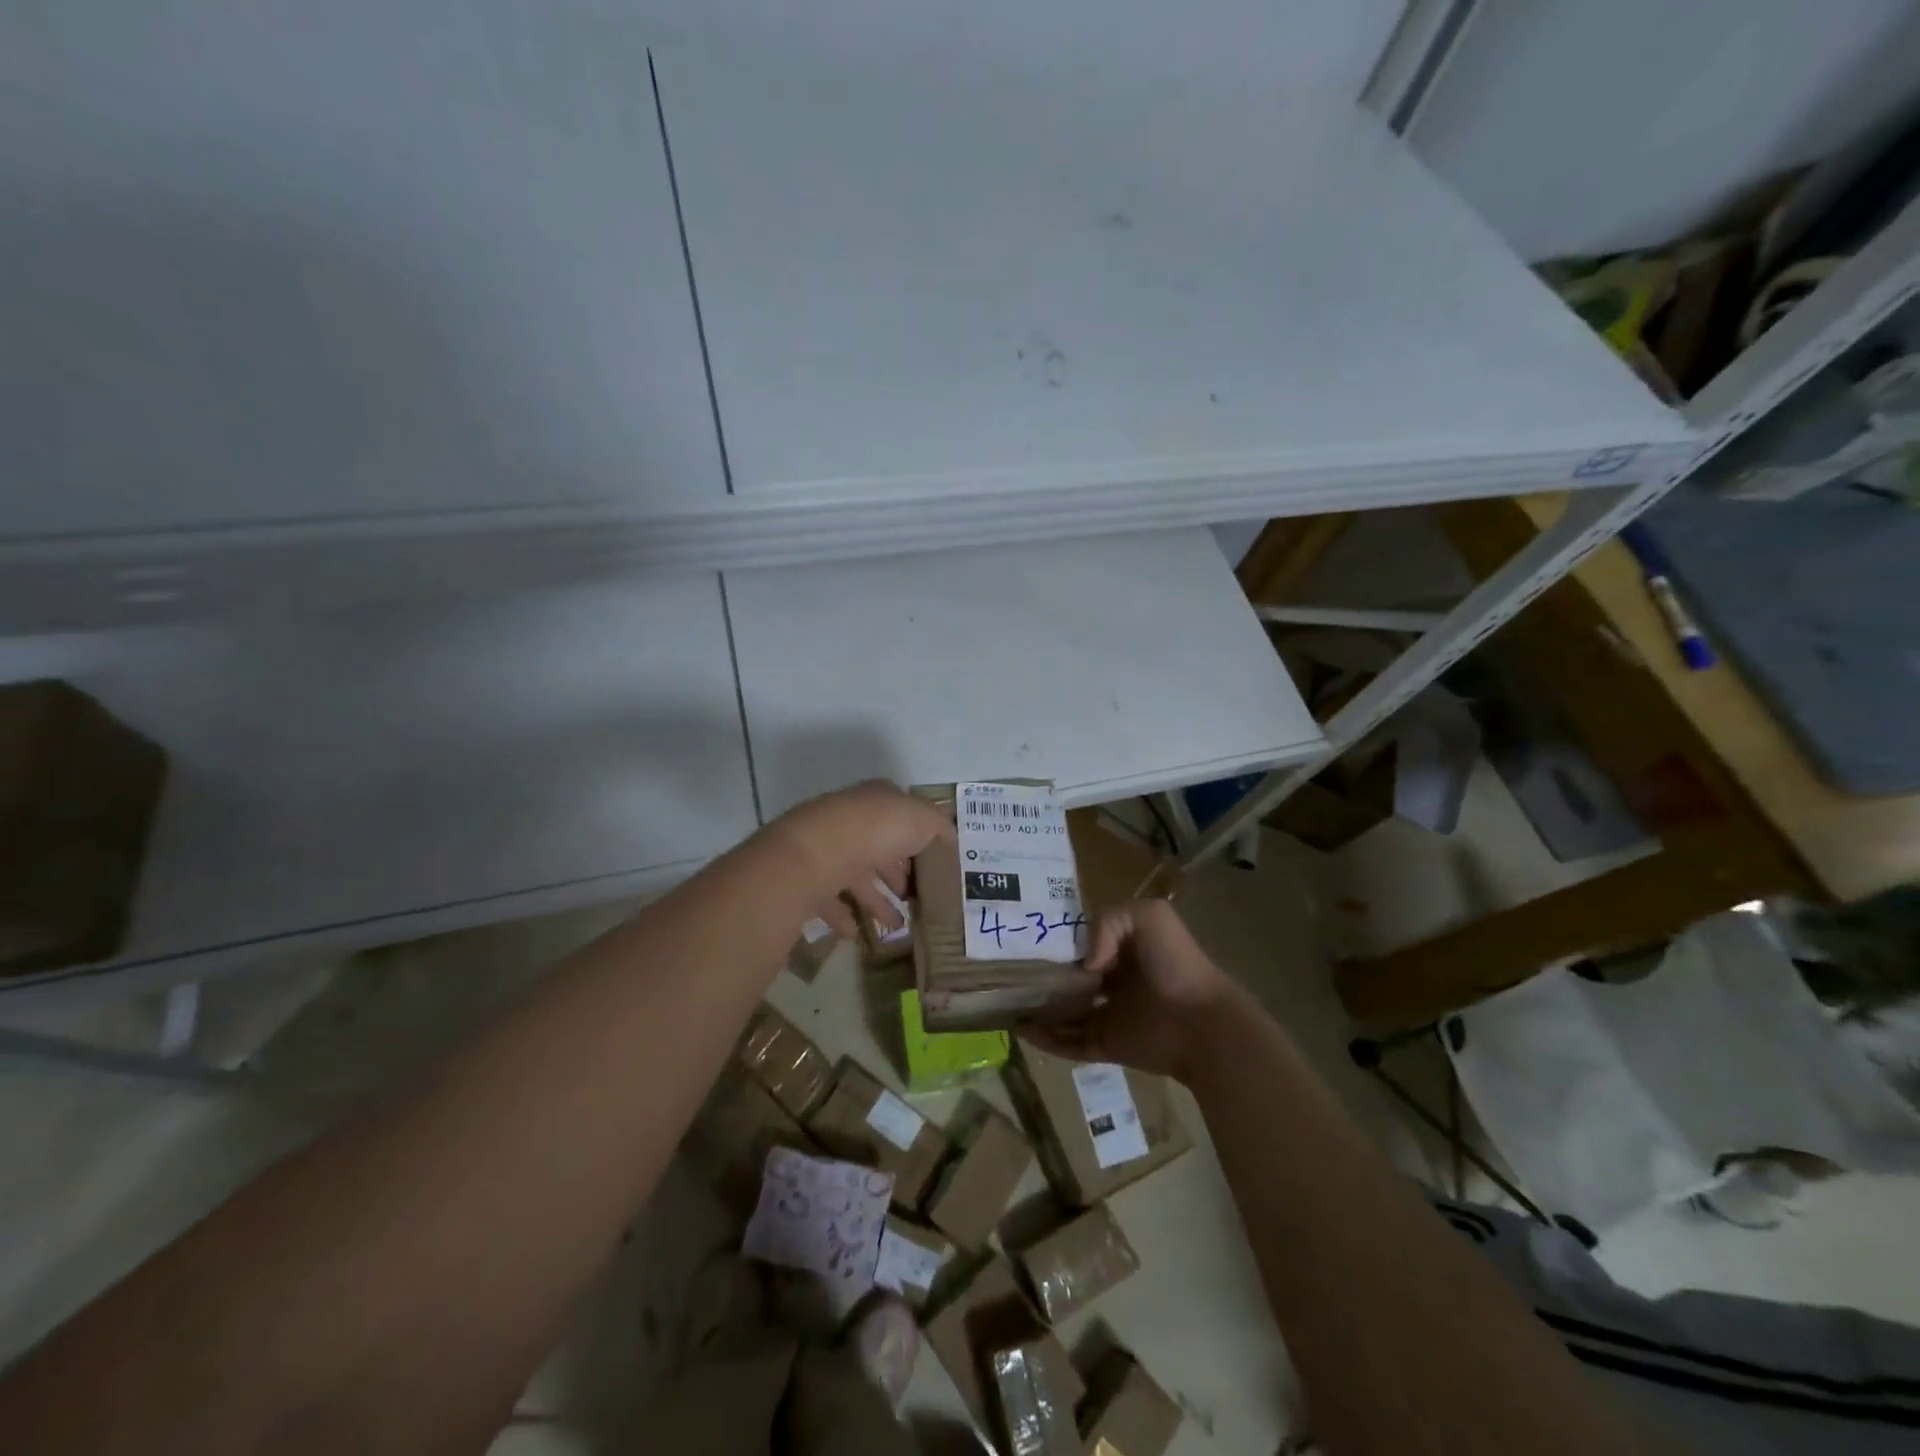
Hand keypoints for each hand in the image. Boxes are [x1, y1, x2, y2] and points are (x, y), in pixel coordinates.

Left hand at [768, 780, 952, 940]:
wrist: (823, 850)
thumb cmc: (879, 829)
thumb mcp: (924, 820)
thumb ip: (940, 827)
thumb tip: (951, 837)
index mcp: (877, 801)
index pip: (900, 817)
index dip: (917, 841)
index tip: (931, 867)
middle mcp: (851, 820)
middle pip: (878, 849)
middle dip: (896, 874)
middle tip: (914, 899)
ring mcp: (827, 849)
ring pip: (856, 877)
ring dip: (876, 901)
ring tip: (897, 926)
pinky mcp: (809, 877)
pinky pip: (830, 899)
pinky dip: (844, 915)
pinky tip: (858, 932)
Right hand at [1026, 899, 1235, 1080]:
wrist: (1201, 1022)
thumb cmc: (1176, 964)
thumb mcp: (1149, 916)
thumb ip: (1108, 921)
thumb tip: (1084, 961)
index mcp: (1122, 950)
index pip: (1080, 943)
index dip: (1056, 940)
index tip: (1023, 937)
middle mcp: (1111, 981)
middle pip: (1068, 978)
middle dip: (1042, 975)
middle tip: (1007, 970)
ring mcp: (1108, 1015)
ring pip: (1063, 1012)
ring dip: (1037, 1008)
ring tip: (1005, 1002)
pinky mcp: (1106, 1045)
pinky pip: (1068, 1043)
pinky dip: (1045, 1039)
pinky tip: (1020, 1029)